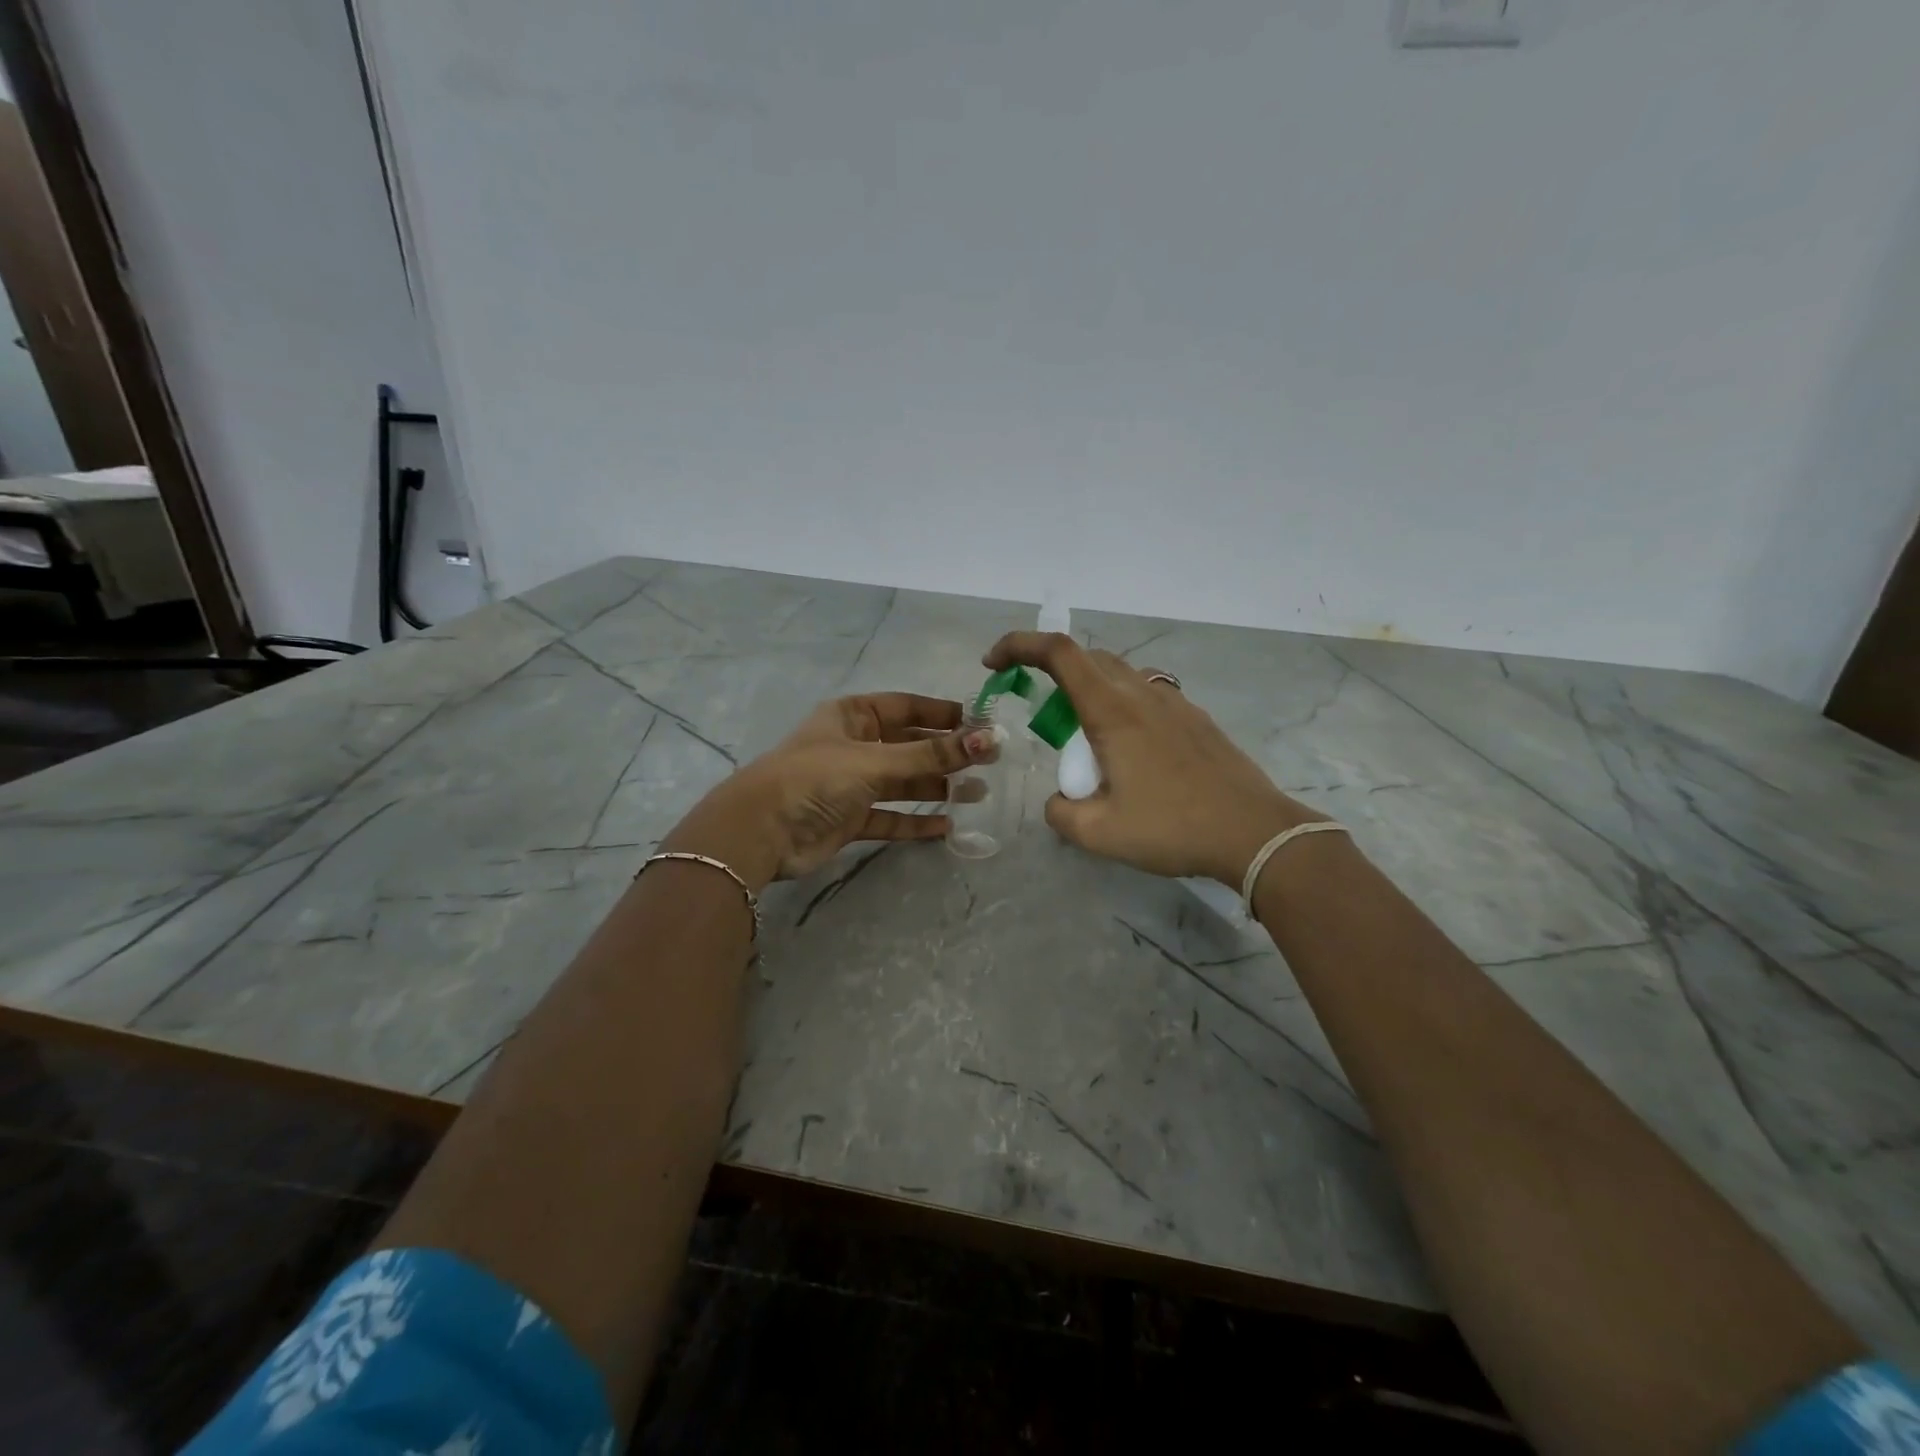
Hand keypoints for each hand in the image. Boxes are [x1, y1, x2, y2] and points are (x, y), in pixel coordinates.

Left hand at [662, 693, 992, 886]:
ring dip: (937, 787)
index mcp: (853, 716)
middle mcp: (855, 745)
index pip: (907, 707)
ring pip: (903, 782)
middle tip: (989, 763)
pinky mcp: (851, 819)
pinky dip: (916, 820)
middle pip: (910, 745)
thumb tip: (988, 740)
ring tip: (978, 794)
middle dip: (947, 754)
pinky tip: (947, 826)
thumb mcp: (874, 761)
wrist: (761, 832)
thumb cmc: (815, 778)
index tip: (982, 723)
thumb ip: (930, 756)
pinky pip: (891, 816)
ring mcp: (852, 784)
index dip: (943, 714)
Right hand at [982, 633, 1320, 884]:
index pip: (1058, 652)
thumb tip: (1059, 800)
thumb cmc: (1172, 828)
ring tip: (1086, 741)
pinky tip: (1130, 753)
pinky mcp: (1196, 719)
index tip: (994, 663)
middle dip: (1051, 673)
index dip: (1019, 645)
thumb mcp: (1099, 833)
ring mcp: (1175, 702)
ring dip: (1089, 691)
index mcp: (1112, 711)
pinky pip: (1147, 695)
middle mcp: (1142, 694)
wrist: (1254, 833)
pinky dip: (1122, 707)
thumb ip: (1061, 812)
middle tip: (1040, 716)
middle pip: (1088, 658)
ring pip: (1120, 675)